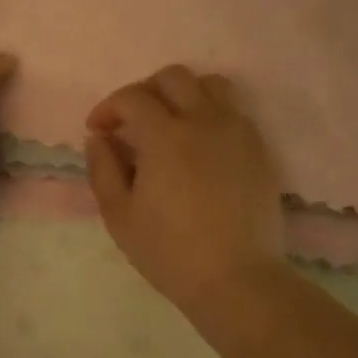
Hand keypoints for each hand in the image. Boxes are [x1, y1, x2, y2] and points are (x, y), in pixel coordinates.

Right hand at [86, 65, 285, 312]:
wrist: (236, 279)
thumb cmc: (169, 250)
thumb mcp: (118, 214)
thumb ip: (103, 168)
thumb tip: (99, 137)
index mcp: (164, 135)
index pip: (131, 98)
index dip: (108, 108)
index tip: (98, 131)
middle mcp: (204, 120)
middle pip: (173, 77)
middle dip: (145, 91)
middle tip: (132, 122)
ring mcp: (237, 132)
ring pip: (211, 85)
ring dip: (184, 94)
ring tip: (171, 123)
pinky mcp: (259, 149)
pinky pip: (235, 111)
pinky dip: (212, 114)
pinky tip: (200, 145)